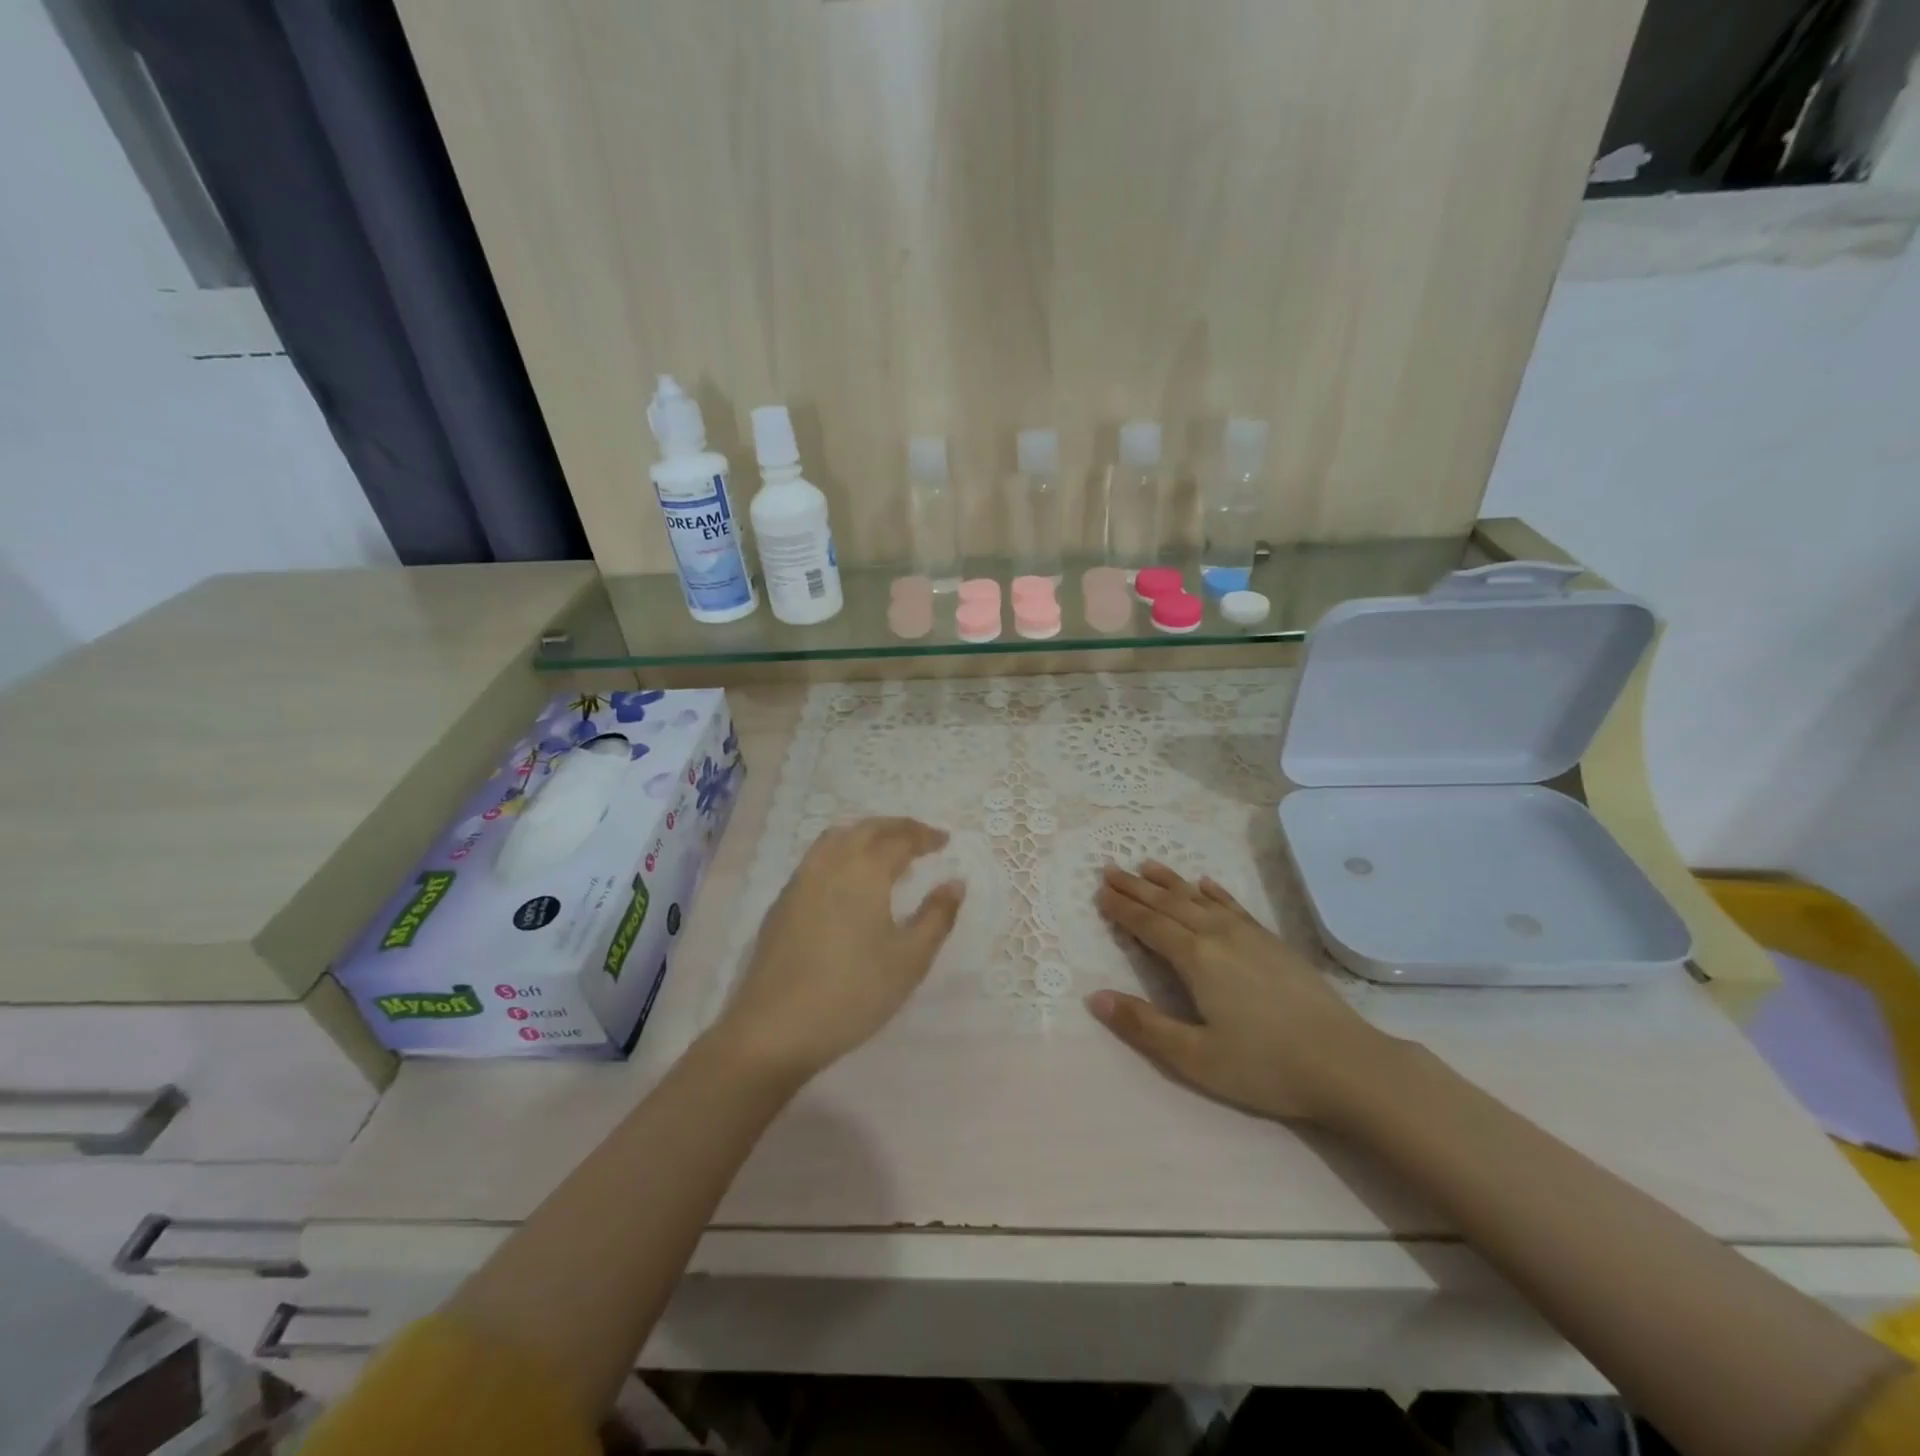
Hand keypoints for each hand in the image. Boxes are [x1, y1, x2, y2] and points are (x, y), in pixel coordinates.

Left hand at [715, 817, 963, 1083]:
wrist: (775, 1028)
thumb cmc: (854, 992)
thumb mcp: (910, 959)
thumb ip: (937, 916)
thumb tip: (955, 883)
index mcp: (865, 870)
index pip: (900, 838)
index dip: (925, 836)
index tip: (944, 841)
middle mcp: (830, 863)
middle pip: (867, 829)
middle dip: (897, 828)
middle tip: (921, 838)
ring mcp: (801, 879)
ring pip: (837, 838)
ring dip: (866, 835)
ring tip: (886, 851)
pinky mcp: (783, 901)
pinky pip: (818, 857)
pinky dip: (842, 851)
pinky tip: (850, 878)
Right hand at [1090, 861, 1391, 1120]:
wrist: (1346, 1063)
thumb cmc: (1265, 1066)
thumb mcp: (1195, 1057)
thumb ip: (1143, 1025)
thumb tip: (1094, 997)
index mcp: (1196, 959)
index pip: (1149, 924)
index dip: (1122, 908)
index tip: (1100, 892)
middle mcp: (1218, 936)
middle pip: (1169, 903)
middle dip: (1137, 887)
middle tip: (1110, 869)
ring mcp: (1250, 935)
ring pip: (1200, 898)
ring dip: (1170, 881)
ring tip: (1147, 865)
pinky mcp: (1273, 943)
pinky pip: (1234, 906)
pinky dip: (1215, 892)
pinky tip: (1206, 884)